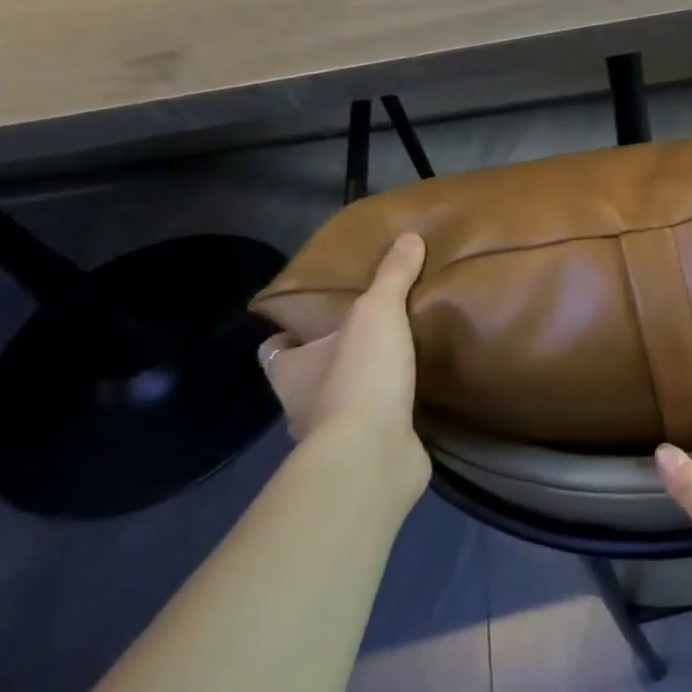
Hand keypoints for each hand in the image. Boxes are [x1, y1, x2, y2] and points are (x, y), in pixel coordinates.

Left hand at [258, 233, 429, 497]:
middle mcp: (302, 404)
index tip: (311, 322)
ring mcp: (334, 435)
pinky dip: (390, 415)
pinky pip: (377, 427)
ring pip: (342, 404)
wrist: (374, 453)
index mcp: (290, 369)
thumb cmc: (360, 377)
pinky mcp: (367, 454)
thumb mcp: (377, 312)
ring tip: (397, 364)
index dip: (287, 335)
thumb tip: (409, 237)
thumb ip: (392, 276)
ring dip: (362, 389)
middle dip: (331, 361)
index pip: (275, 349)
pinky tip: (416, 398)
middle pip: (308, 377)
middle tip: (367, 336)